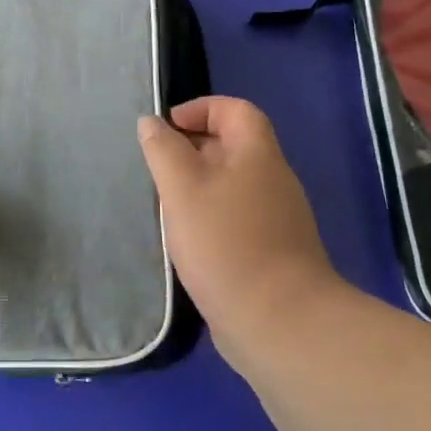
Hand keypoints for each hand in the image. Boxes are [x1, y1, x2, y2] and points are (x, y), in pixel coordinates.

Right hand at [138, 97, 341, 355]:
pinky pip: (237, 218)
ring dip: (199, 186)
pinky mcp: (273, 252)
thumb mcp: (182, 187)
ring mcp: (277, 218)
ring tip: (166, 205)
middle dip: (193, 148)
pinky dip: (211, 217)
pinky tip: (188, 241)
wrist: (279, 322)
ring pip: (233, 185)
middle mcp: (273, 179)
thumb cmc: (226, 242)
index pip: (235, 109)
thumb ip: (163, 150)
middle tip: (158, 168)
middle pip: (234, 146)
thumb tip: (152, 123)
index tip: (166, 129)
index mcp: (258, 154)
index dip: (201, 109)